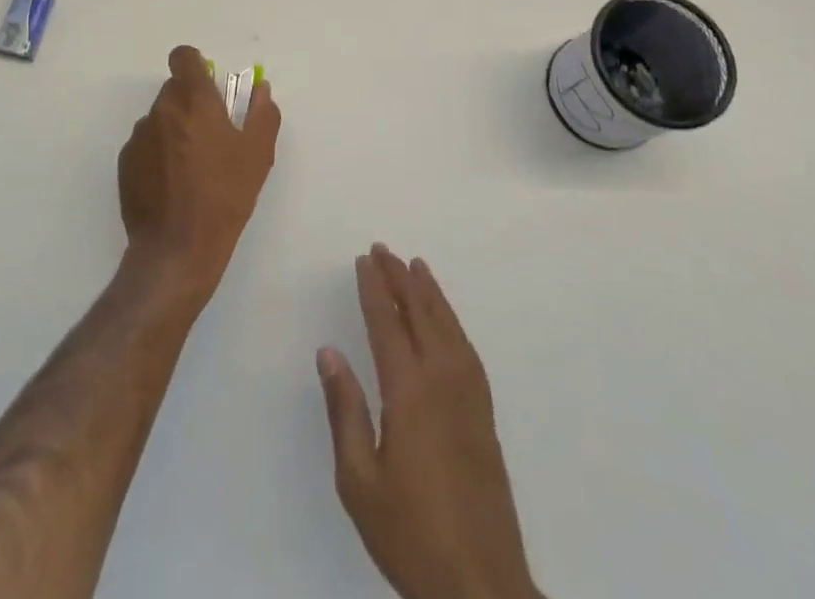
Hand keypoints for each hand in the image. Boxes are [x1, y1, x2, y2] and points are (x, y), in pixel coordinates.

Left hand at [118, 45, 280, 308]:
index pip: (183, 58)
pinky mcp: (125, 162)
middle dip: (191, 103)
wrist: (177, 248)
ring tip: (191, 166)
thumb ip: (262, 113)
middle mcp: (162, 110)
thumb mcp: (258, 155)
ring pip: (159, 118)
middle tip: (210, 135)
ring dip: (174, 129)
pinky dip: (158, 154)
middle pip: (174, 89)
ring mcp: (139, 136)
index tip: (208, 85)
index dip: (194, 65)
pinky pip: (145, 145)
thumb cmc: (225, 196)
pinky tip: (172, 185)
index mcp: (194, 100)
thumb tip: (261, 90)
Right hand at [317, 246, 540, 598]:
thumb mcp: (360, 482)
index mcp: (408, 393)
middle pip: (421, 314)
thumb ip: (345, 412)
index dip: (374, 288)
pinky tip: (448, 321)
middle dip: (401, 278)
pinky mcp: (485, 417)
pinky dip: (454, 322)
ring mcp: (469, 398)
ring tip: (417, 266)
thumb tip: (329, 352)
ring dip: (430, 293)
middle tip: (384, 249)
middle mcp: (442, 382)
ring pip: (449, 327)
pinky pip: (468, 350)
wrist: (482, 588)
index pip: (387, 323)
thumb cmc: (410, 535)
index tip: (363, 260)